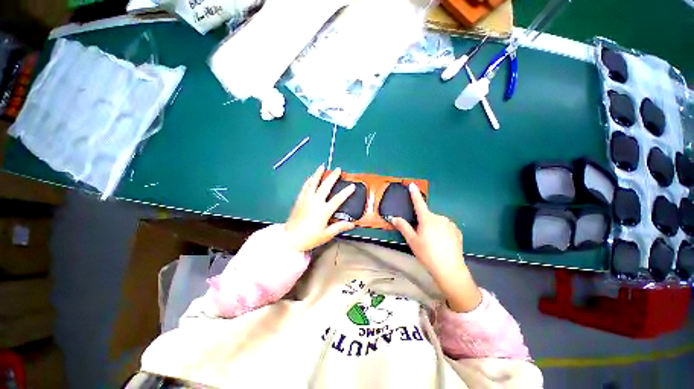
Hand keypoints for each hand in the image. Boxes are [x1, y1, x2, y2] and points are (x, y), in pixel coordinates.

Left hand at [285, 165, 355, 251]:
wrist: (290, 239)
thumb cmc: (310, 238)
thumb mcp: (327, 234)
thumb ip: (339, 227)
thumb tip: (352, 224)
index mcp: (324, 211)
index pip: (338, 199)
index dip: (346, 192)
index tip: (352, 186)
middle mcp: (315, 202)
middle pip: (325, 186)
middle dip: (332, 177)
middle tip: (338, 169)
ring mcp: (306, 199)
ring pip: (313, 183)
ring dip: (318, 174)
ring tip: (322, 166)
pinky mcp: (299, 200)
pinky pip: (304, 187)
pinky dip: (309, 181)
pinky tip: (311, 177)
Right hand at [391, 183, 481, 311]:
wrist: (449, 268)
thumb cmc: (427, 254)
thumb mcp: (412, 241)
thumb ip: (403, 227)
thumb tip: (394, 217)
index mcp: (427, 219)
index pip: (419, 203)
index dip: (415, 194)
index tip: (412, 184)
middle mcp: (439, 218)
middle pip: (427, 216)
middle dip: (423, 222)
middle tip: (422, 237)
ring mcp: (450, 224)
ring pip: (437, 222)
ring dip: (433, 227)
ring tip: (433, 242)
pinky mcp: (457, 231)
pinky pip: (446, 227)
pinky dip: (442, 231)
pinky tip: (442, 243)